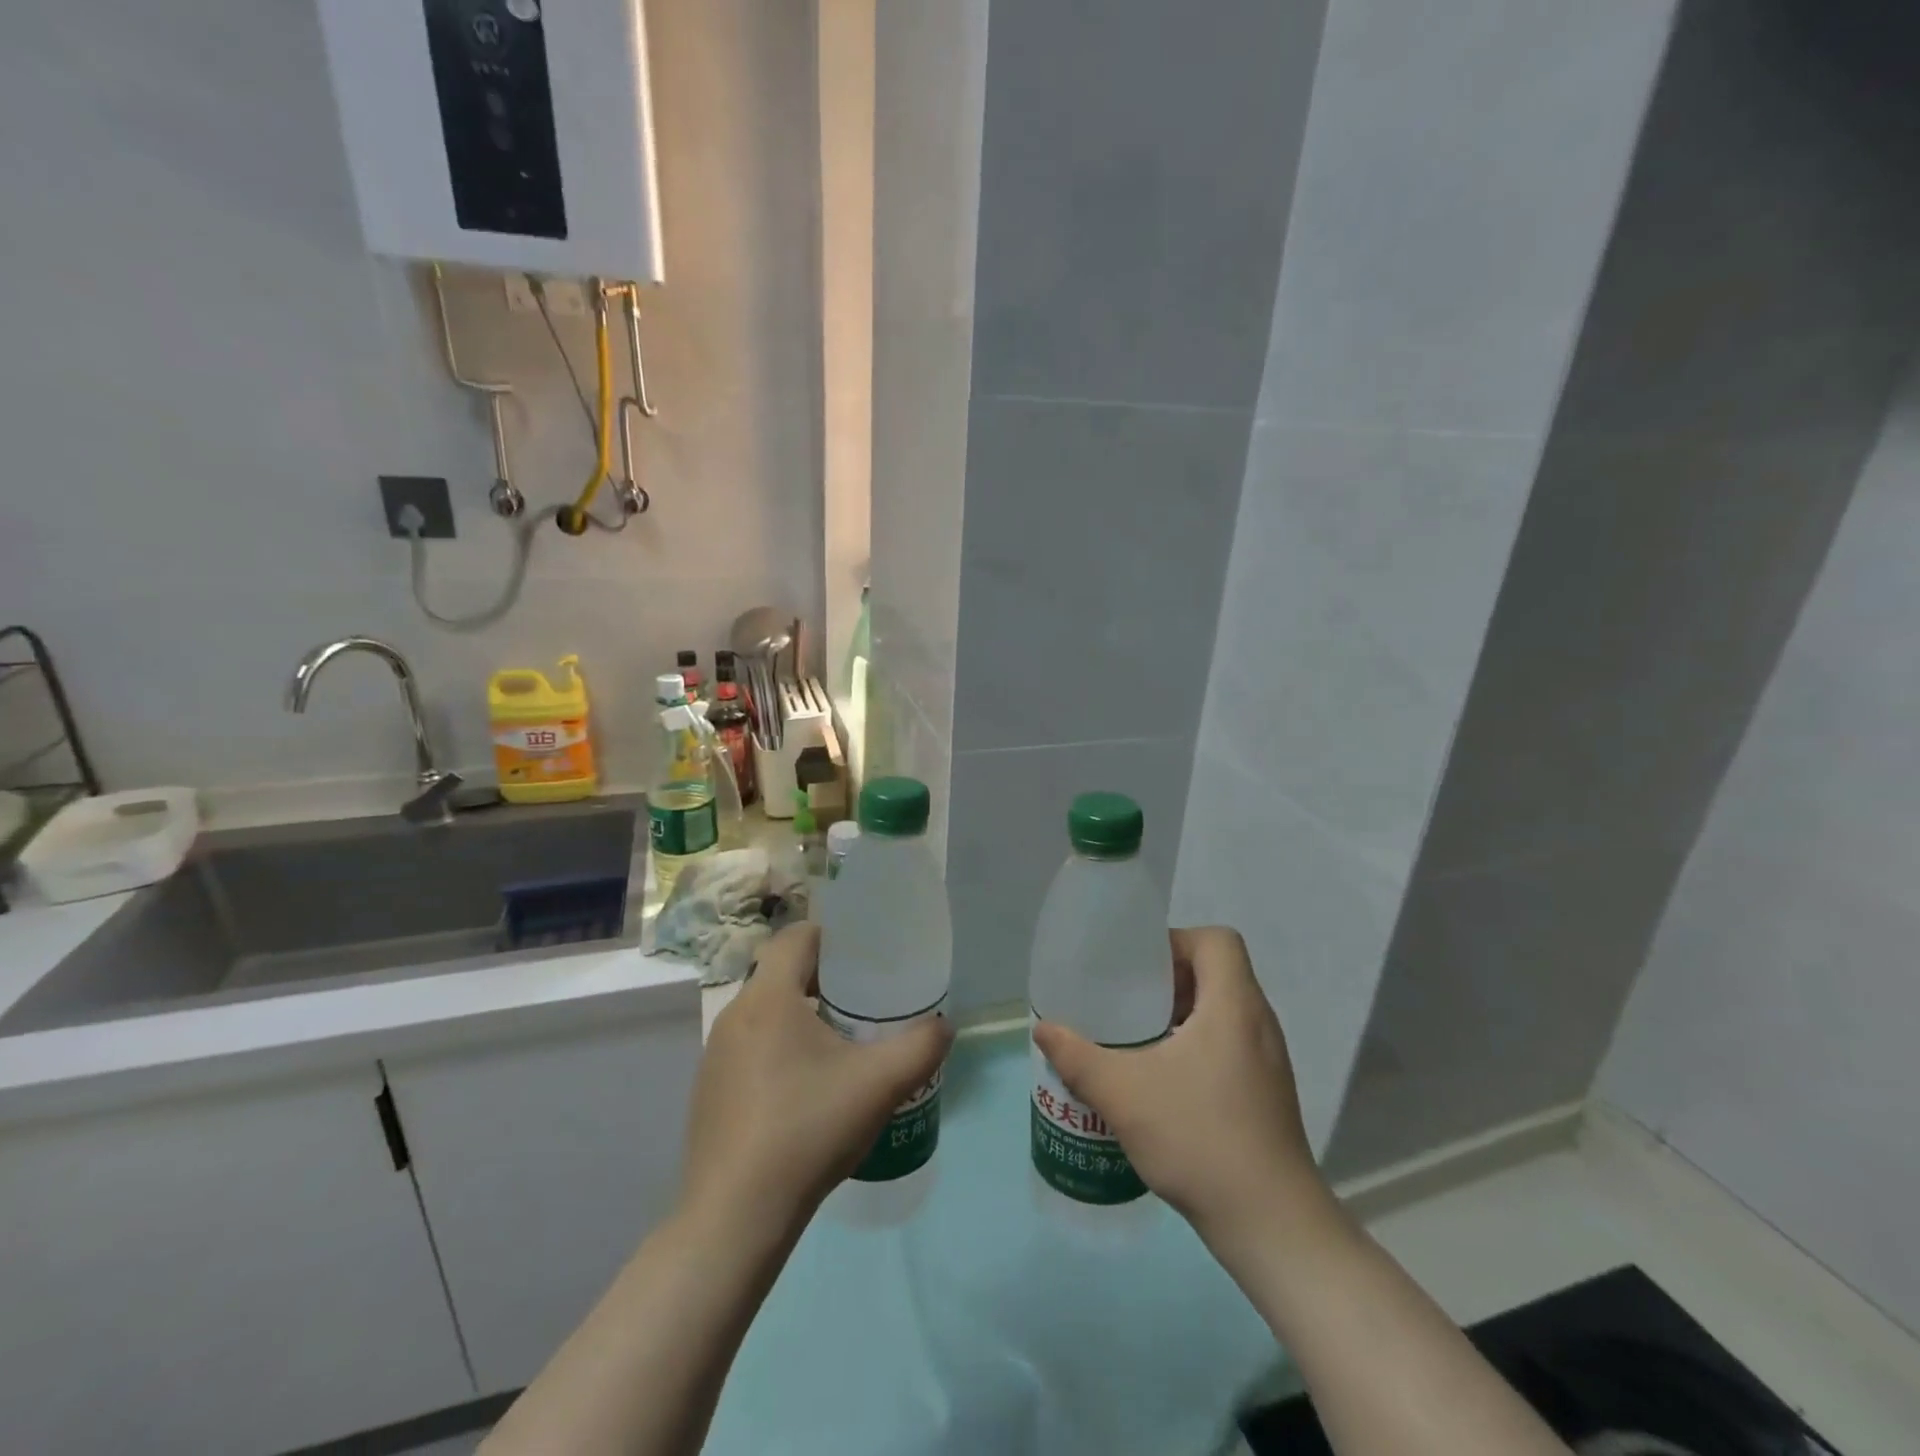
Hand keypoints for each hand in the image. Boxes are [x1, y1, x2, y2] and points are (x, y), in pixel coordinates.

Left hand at [679, 923, 952, 1245]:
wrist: (735, 1218)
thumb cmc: (807, 1130)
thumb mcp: (880, 1084)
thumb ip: (921, 1046)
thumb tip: (944, 1026)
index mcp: (768, 998)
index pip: (796, 936)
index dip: (832, 936)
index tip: (865, 957)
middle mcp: (734, 1016)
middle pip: (782, 973)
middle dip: (824, 979)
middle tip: (864, 1001)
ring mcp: (715, 1056)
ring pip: (766, 1013)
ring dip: (801, 1016)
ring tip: (841, 1045)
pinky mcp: (710, 1092)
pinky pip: (750, 1048)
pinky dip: (780, 1050)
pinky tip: (808, 1091)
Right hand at [1032, 926, 1333, 1252]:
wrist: (1271, 1225)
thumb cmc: (1199, 1139)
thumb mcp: (1123, 1094)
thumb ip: (1077, 1057)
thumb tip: (1043, 1028)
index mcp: (1234, 1005)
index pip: (1217, 940)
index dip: (1176, 941)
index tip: (1139, 970)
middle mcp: (1259, 1023)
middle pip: (1218, 971)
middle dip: (1170, 979)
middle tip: (1128, 1001)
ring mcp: (1269, 1060)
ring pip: (1224, 1010)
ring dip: (1182, 1013)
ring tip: (1139, 1038)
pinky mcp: (1269, 1092)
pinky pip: (1231, 1043)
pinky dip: (1197, 1044)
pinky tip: (1163, 1080)